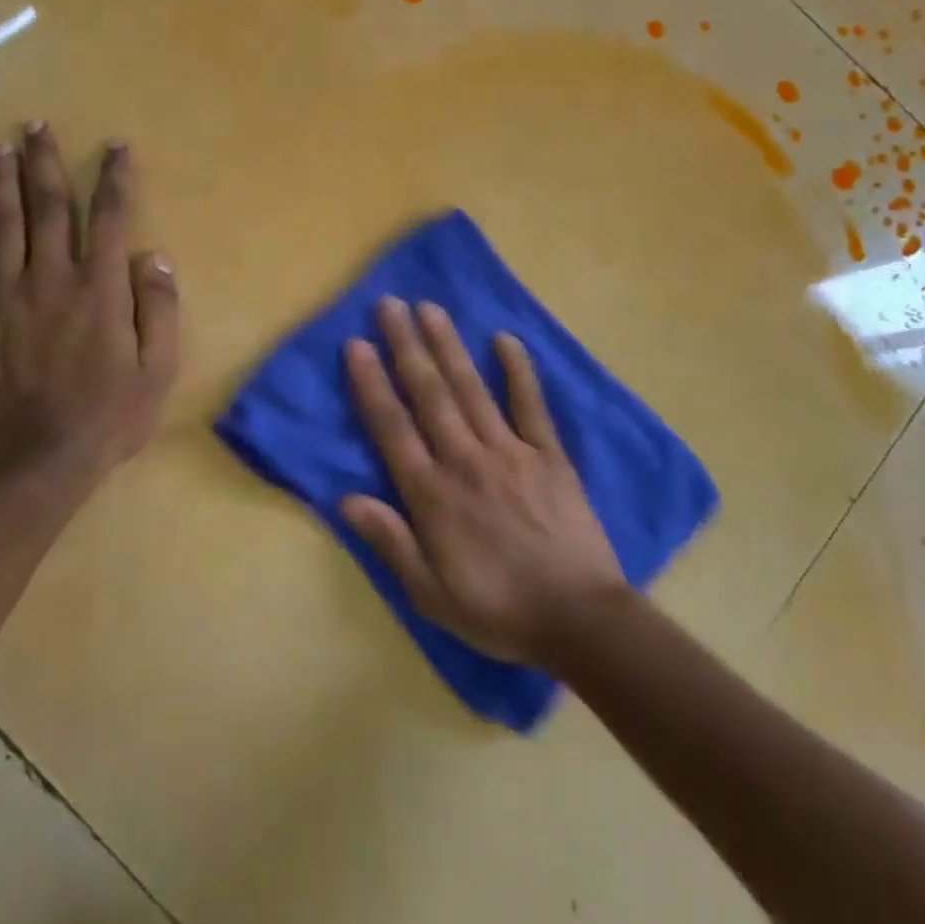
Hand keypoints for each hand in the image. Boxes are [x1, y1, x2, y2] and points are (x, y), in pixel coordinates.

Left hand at [0, 123, 179, 501]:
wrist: (38, 462)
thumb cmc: (108, 417)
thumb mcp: (158, 369)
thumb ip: (159, 310)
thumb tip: (153, 258)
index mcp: (98, 289)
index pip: (108, 218)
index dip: (115, 178)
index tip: (117, 146)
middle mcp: (49, 281)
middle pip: (47, 209)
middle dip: (45, 163)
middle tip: (39, 125)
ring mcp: (3, 301)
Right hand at [341, 297, 627, 666]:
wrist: (579, 619)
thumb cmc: (498, 610)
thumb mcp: (430, 594)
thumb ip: (390, 542)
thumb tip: (345, 499)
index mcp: (433, 494)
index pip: (393, 427)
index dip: (372, 384)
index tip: (357, 344)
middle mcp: (466, 460)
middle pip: (429, 394)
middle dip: (407, 346)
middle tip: (391, 304)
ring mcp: (511, 452)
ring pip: (471, 389)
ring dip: (448, 346)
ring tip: (431, 308)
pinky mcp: (549, 455)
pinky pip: (531, 405)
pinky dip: (518, 370)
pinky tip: (505, 339)